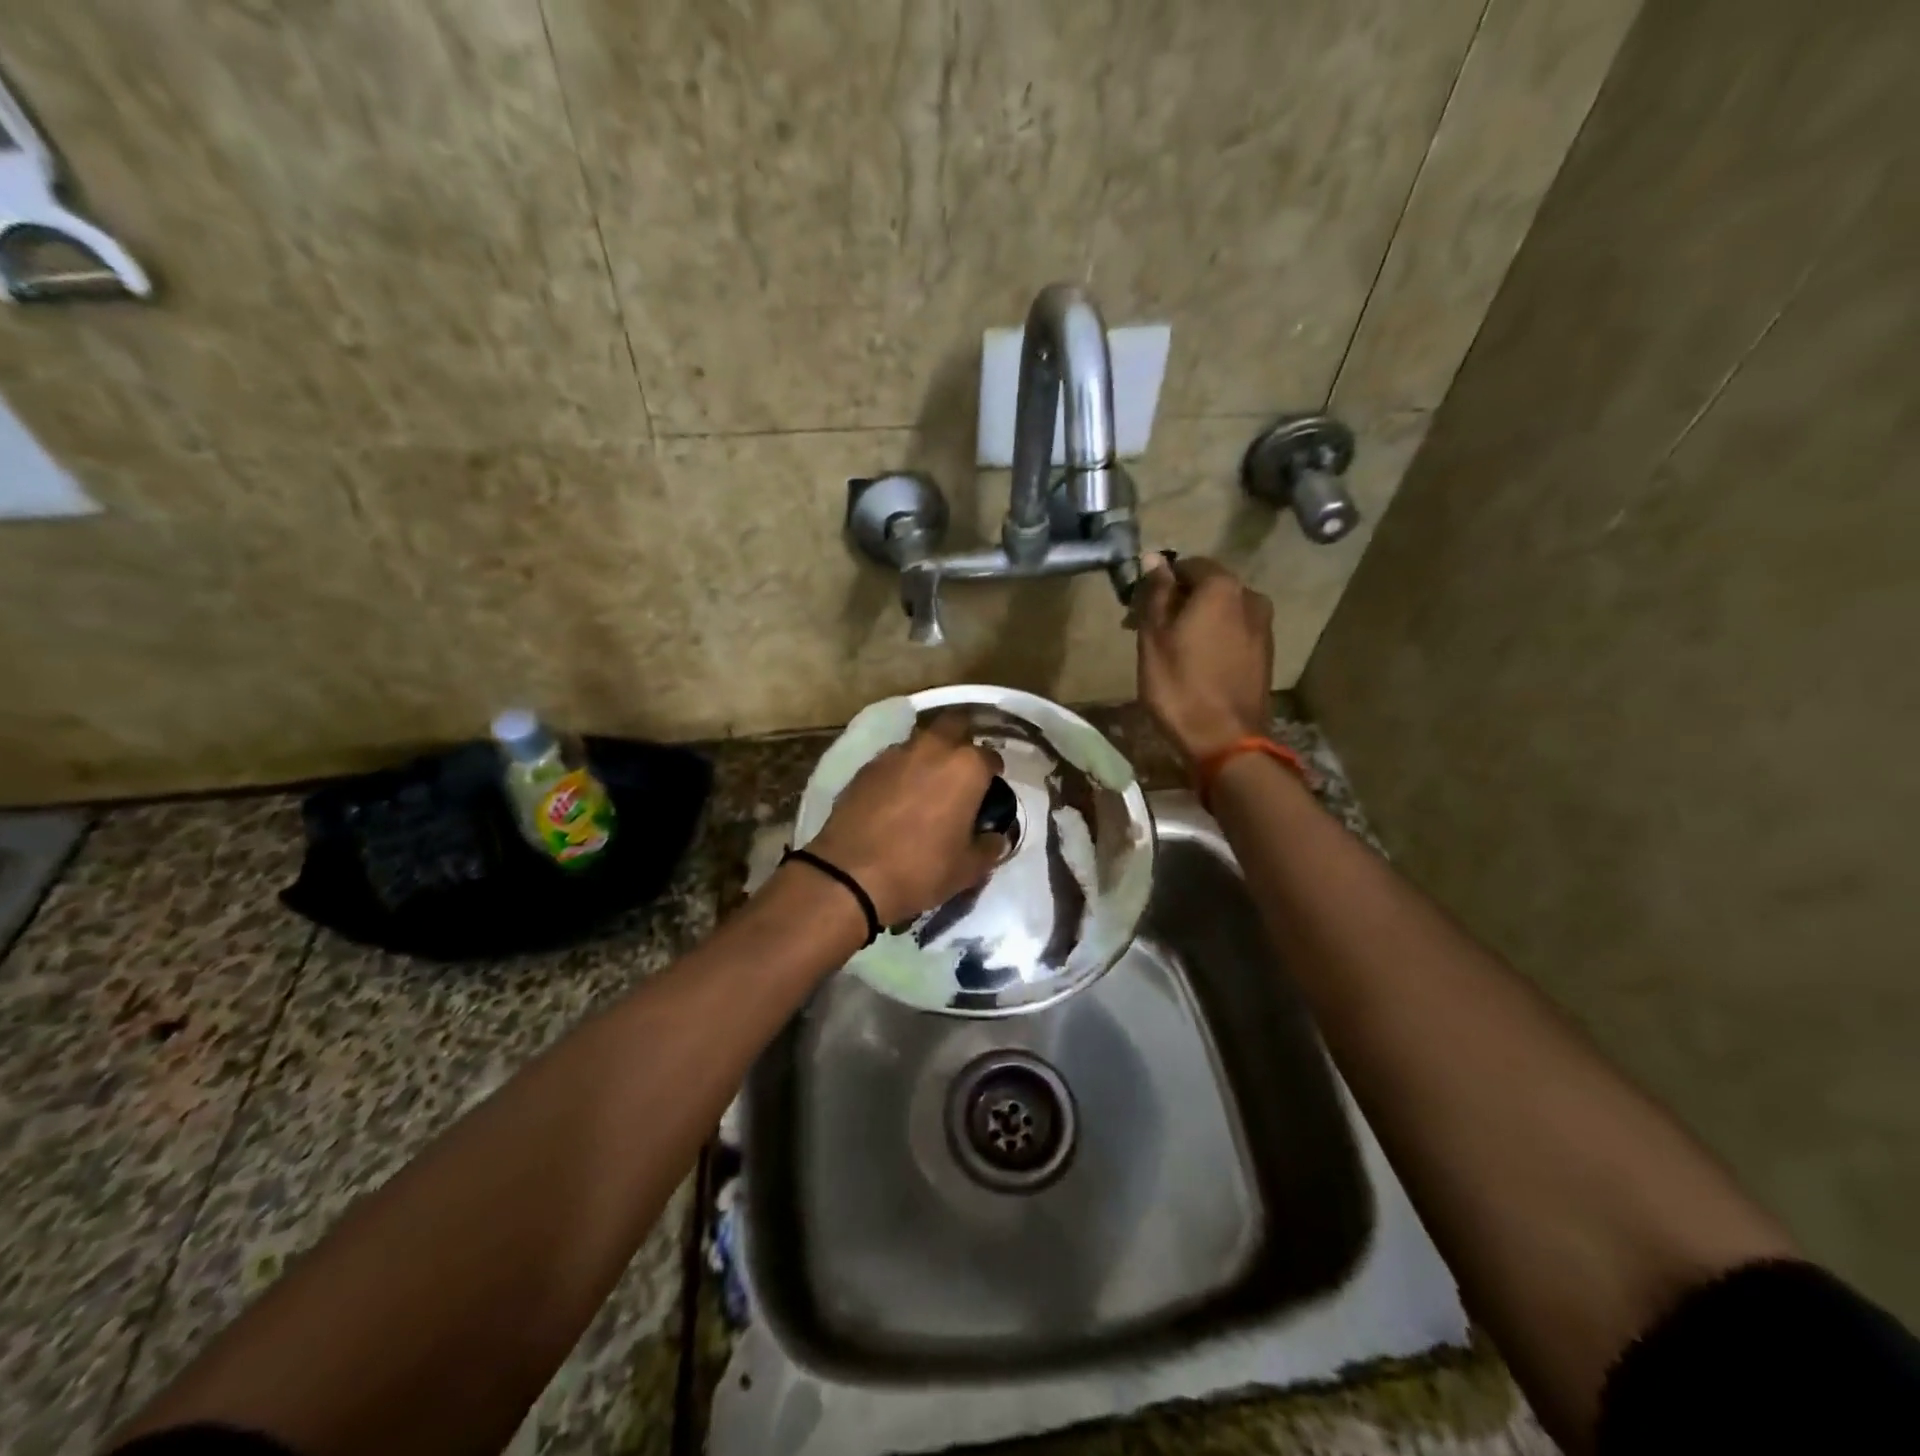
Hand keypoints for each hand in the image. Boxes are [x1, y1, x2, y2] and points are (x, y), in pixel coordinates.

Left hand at [805, 712, 1008, 925]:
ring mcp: (894, 754)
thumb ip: (989, 847)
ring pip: (920, 741)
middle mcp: (932, 748)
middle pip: (953, 726)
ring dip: (928, 755)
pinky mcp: (865, 768)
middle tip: (961, 772)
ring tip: (927, 784)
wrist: (851, 876)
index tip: (990, 791)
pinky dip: (900, 771)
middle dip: (961, 741)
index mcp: (966, 767)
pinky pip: (893, 760)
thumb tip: (995, 837)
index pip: (990, 757)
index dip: (993, 774)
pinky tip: (897, 796)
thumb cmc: (922, 869)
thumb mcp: (968, 868)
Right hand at [1135, 556, 1274, 766]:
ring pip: (1222, 611)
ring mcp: (1263, 626)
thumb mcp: (1154, 638)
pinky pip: (1234, 632)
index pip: (1187, 564)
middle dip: (1179, 601)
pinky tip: (1196, 663)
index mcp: (1221, 587)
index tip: (1140, 606)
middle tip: (1150, 629)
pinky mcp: (1265, 654)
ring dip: (1197, 620)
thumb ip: (1155, 594)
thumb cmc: (1179, 686)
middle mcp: (1250, 597)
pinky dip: (1214, 638)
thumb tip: (1153, 559)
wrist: (1225, 740)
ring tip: (1172, 649)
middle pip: (1208, 587)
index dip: (1161, 581)